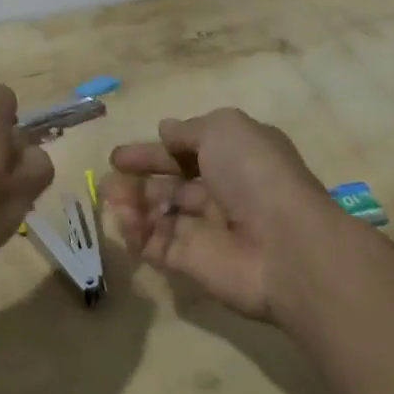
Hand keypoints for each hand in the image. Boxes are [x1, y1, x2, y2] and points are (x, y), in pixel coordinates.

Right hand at [100, 109, 341, 320]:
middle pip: (172, 183)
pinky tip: (123, 220)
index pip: (187, 151)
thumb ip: (189, 130)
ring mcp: (208, 230)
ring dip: (133, 203)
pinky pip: (158, 245)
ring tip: (110, 196)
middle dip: (139, 177)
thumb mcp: (223, 129)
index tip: (121, 155)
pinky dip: (137, 233)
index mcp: (234, 157)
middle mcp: (222, 191)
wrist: (284, 245)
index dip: (156, 150)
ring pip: (161, 213)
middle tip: (108, 177)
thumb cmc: (254, 174)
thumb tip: (165, 130)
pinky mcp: (193, 264)